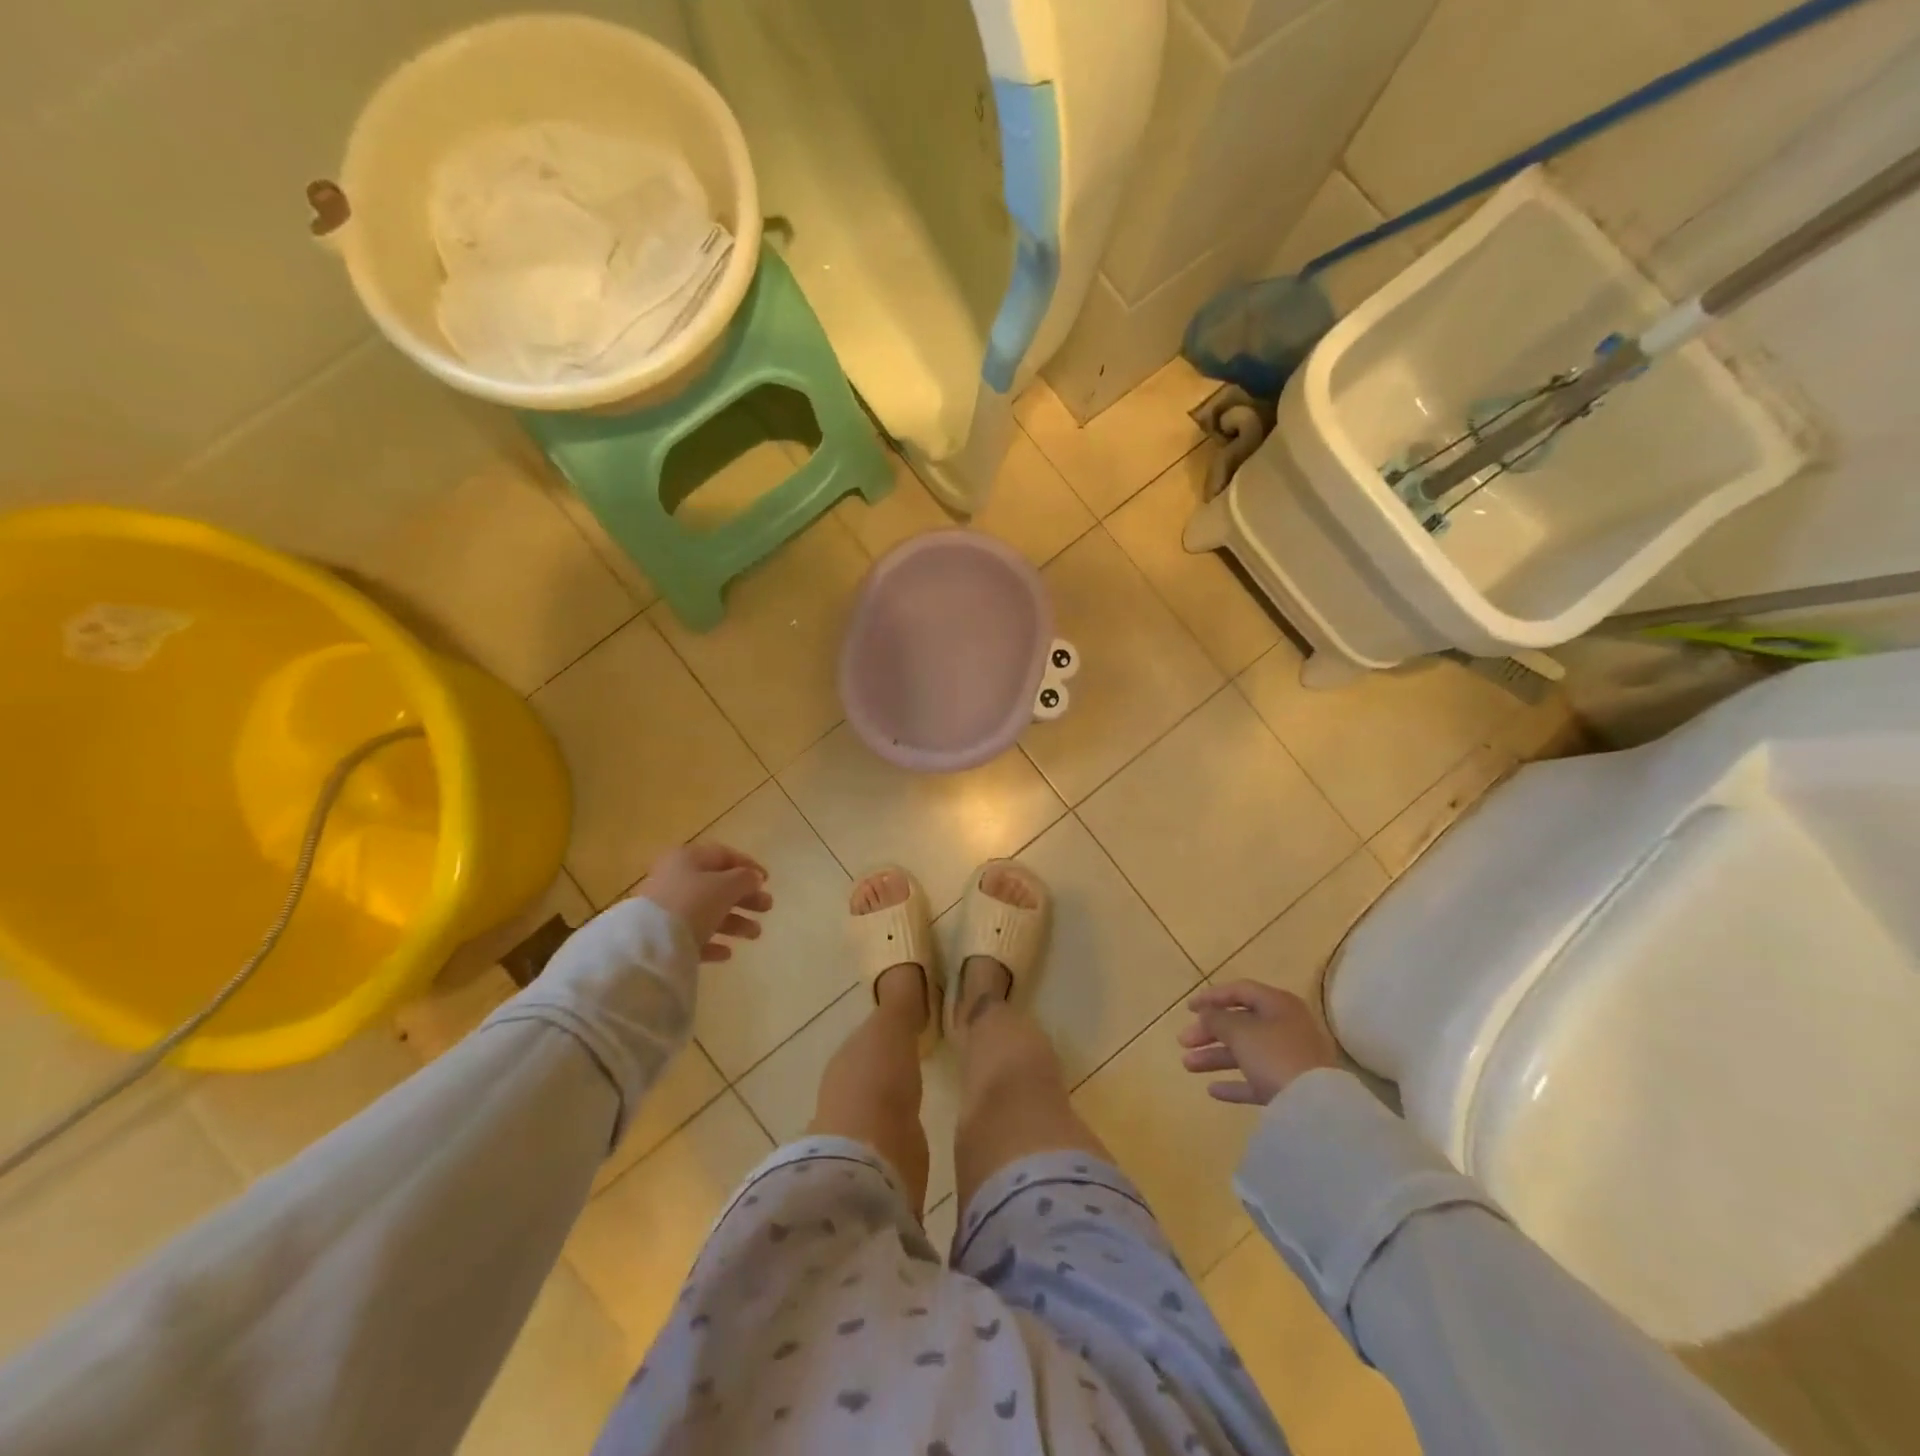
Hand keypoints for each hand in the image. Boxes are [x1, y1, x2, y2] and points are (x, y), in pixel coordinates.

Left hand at [636, 843, 772, 962]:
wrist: (650, 943)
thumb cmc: (693, 903)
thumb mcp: (726, 886)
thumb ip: (745, 879)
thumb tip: (753, 877)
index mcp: (688, 859)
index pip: (723, 855)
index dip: (748, 865)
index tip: (768, 881)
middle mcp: (675, 880)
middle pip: (717, 885)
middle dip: (745, 897)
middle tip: (767, 908)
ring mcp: (667, 910)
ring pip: (707, 912)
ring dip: (735, 922)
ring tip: (755, 934)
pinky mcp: (663, 937)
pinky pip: (693, 936)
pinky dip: (712, 942)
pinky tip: (727, 953)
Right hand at [1177, 980, 1337, 1104]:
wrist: (1315, 1106)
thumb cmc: (1275, 1055)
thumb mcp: (1240, 1031)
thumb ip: (1218, 1019)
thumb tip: (1207, 1014)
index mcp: (1278, 1004)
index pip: (1240, 990)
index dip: (1212, 997)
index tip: (1187, 1009)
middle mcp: (1285, 1027)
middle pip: (1240, 1023)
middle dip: (1209, 1032)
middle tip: (1183, 1041)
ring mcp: (1289, 1058)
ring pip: (1245, 1052)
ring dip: (1215, 1057)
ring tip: (1187, 1065)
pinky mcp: (1289, 1087)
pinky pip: (1256, 1079)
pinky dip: (1235, 1083)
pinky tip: (1212, 1090)